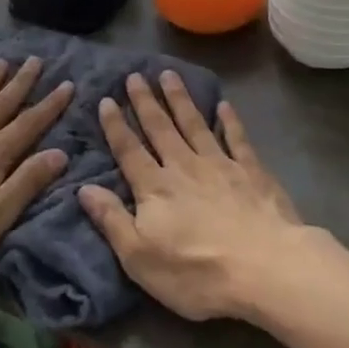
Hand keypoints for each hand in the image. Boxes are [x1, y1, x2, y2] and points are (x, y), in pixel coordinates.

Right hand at [79, 72, 305, 321]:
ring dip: (180, 99)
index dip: (115, 125)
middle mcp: (184, 167)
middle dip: (146, 101)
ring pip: (194, 124)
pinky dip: (230, 120)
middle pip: (160, 128)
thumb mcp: (140, 258)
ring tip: (169, 75)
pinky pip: (237, 138)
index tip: (106, 100)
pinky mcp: (252, 171)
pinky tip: (224, 105)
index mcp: (154, 188)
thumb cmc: (197, 272)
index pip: (129, 150)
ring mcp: (220, 165)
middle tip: (135, 75)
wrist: (265, 267)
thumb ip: (112, 220)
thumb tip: (83, 188)